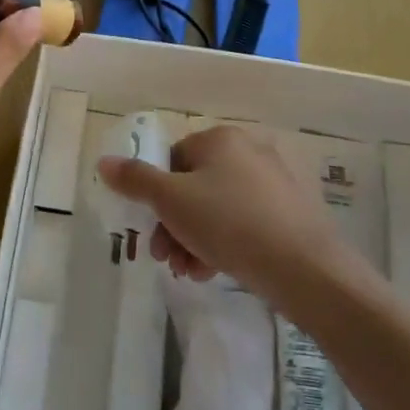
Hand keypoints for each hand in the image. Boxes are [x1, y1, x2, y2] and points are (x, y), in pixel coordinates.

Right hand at [97, 126, 347, 302]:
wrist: (305, 268)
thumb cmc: (230, 224)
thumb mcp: (172, 202)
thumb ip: (136, 180)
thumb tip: (104, 161)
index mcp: (220, 138)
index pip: (174, 159)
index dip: (156, 195)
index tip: (150, 229)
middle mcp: (248, 150)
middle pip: (194, 185)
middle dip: (174, 224)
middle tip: (166, 258)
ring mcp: (273, 181)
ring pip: (218, 207)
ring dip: (195, 238)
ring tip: (190, 271)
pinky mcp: (290, 212)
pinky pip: (245, 221)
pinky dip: (225, 243)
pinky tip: (214, 271)